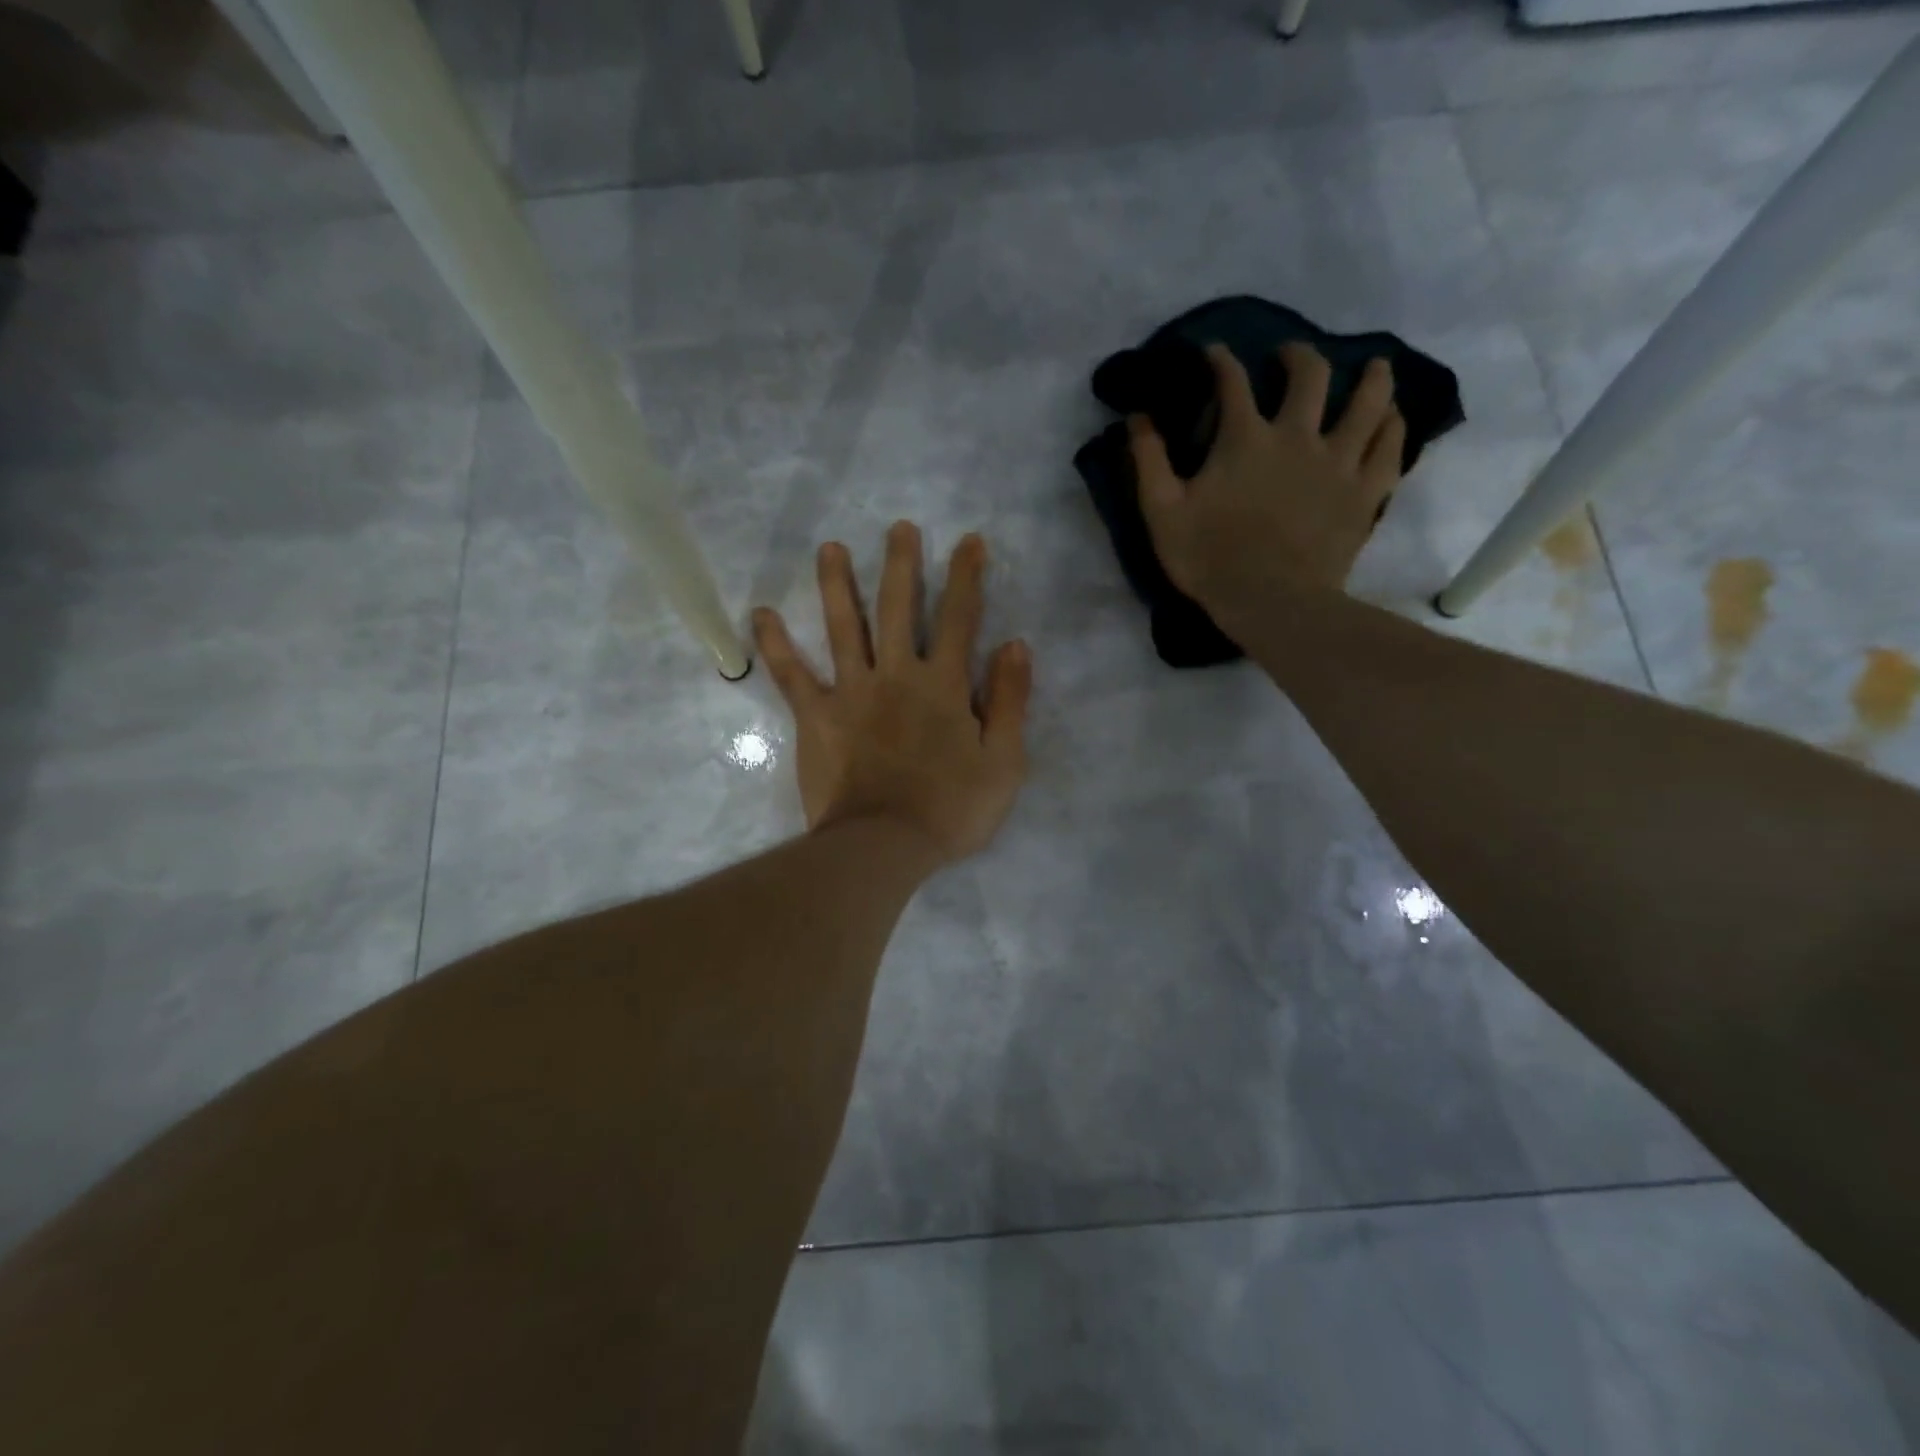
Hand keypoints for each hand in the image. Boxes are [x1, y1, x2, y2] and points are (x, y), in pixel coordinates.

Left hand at [752, 523, 1031, 865]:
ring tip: (829, 548)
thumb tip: (1015, 645)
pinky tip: (760, 614)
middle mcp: (897, 675)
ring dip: (836, 584)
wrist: (884, 846)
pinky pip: (792, 674)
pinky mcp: (816, 716)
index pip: (959, 618)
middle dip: (901, 564)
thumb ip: (1011, 701)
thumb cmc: (951, 809)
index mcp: (944, 685)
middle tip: (897, 527)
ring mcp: (852, 692)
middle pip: (898, 608)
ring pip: (843, 627)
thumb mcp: (1004, 761)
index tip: (968, 541)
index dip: (966, 577)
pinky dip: (775, 644)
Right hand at [1130, 343, 1404, 639]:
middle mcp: (1297, 436)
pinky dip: (1393, 426)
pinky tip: (1392, 418)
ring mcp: (1338, 461)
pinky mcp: (1365, 492)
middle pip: (1310, 375)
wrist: (1270, 602)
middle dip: (1298, 356)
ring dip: (1371, 377)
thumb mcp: (1161, 512)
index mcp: (1244, 438)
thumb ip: (1148, 460)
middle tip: (1290, 358)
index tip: (1214, 352)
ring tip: (1372, 369)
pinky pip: (1390, 447)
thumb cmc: (1210, 558)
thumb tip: (1136, 417)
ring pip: (1369, 401)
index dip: (1221, 360)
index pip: (1232, 382)